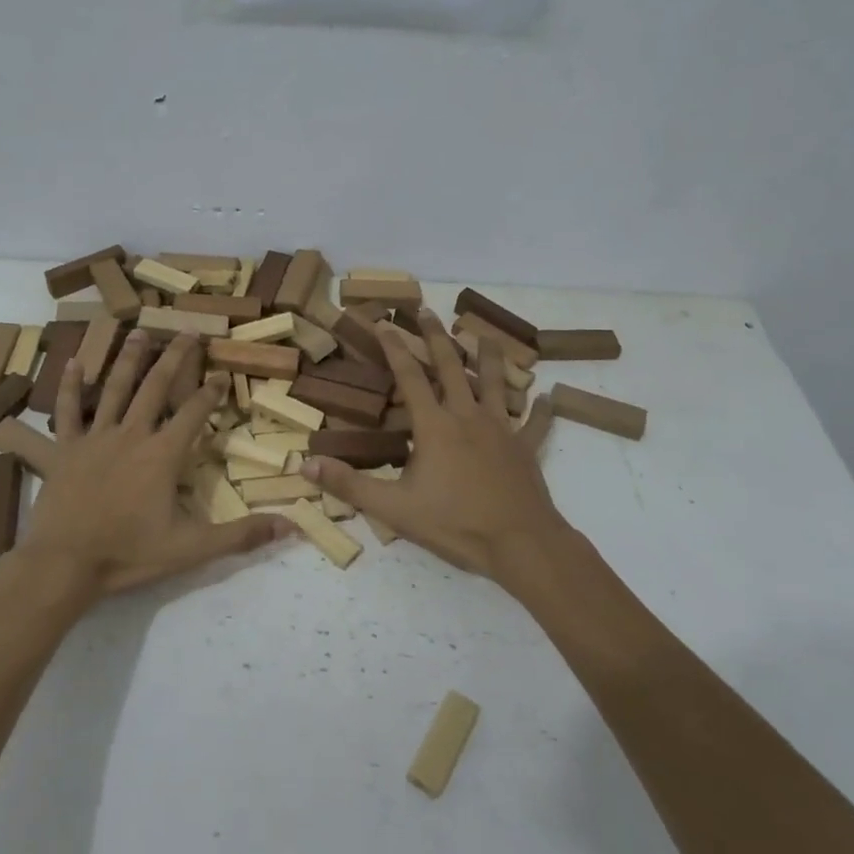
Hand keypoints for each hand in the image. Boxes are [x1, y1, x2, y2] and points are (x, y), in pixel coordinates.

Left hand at [18, 330, 287, 600]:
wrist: (64, 564)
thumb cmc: (128, 554)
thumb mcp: (191, 549)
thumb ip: (241, 535)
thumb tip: (291, 527)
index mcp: (163, 455)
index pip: (194, 413)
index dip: (211, 392)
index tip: (221, 373)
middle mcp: (132, 435)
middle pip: (156, 387)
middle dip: (175, 357)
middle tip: (188, 331)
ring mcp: (95, 438)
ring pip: (114, 388)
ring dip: (129, 358)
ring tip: (140, 331)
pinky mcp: (65, 449)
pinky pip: (66, 411)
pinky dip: (69, 386)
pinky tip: (73, 362)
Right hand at [301, 311, 570, 589]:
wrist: (520, 543)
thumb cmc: (455, 524)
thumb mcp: (394, 508)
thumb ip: (350, 485)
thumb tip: (306, 465)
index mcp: (434, 427)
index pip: (409, 377)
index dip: (394, 348)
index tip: (383, 322)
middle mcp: (468, 417)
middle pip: (450, 367)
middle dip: (436, 337)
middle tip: (426, 310)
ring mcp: (501, 430)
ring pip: (494, 383)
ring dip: (488, 356)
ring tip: (483, 334)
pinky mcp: (525, 449)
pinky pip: (534, 424)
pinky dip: (540, 410)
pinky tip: (548, 397)